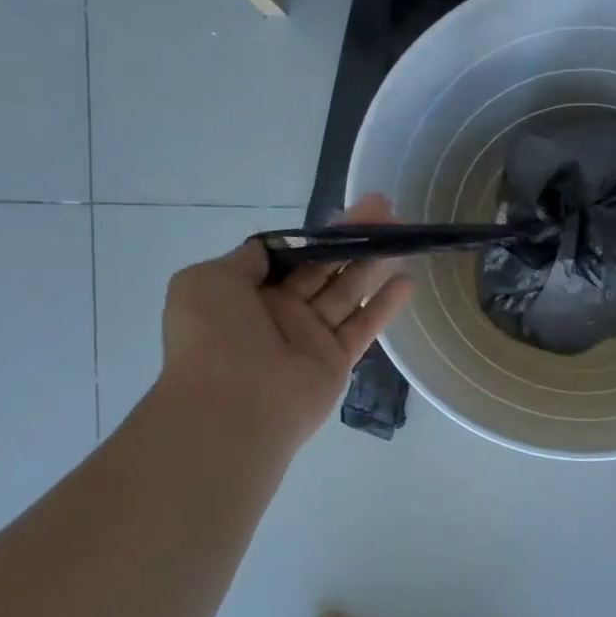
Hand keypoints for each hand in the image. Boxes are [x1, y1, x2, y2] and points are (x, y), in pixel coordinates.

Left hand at [159, 194, 414, 449]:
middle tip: (386, 211)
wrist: (234, 404)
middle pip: (323, 268)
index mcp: (245, 293)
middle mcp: (278, 312)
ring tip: (403, 236)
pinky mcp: (336, 361)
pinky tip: (407, 281)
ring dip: (373, 264)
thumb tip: (271, 249)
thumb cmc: (215, 336)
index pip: (289, 255)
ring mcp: (309, 337)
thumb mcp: (208, 280)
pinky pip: (363, 327)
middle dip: (352, 239)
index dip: (317, 235)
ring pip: (347, 292)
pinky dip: (385, 305)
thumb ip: (246, 260)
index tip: (346, 214)